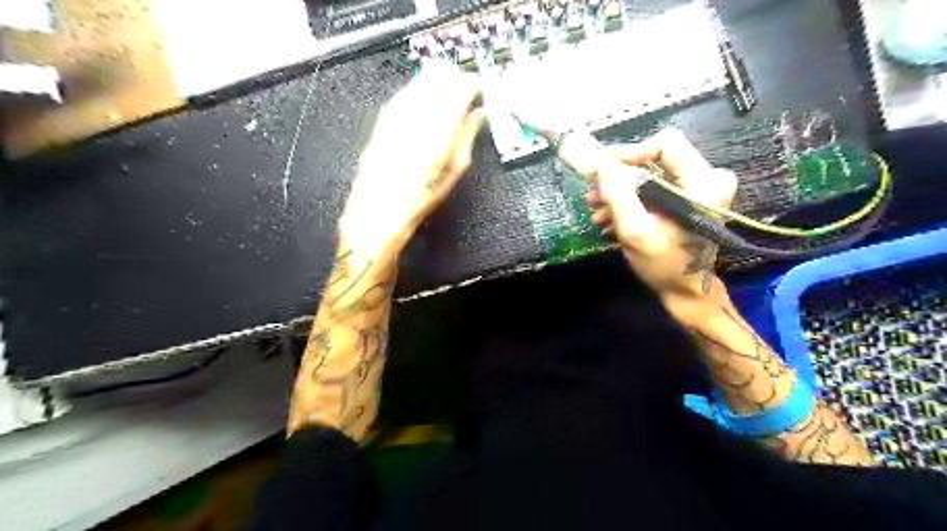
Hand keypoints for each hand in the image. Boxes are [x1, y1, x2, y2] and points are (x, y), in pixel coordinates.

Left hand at [339, 64, 484, 261]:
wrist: (380, 208)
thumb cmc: (421, 196)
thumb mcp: (454, 170)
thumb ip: (468, 136)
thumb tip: (477, 115)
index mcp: (441, 126)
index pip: (463, 85)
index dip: (475, 85)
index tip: (479, 92)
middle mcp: (417, 111)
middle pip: (438, 70)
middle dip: (453, 78)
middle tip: (461, 95)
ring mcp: (397, 111)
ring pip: (420, 77)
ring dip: (435, 85)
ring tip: (443, 108)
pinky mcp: (384, 117)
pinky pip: (406, 92)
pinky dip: (419, 95)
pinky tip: (424, 116)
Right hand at [586, 129, 739, 307]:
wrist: (685, 291)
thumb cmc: (664, 265)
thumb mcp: (635, 231)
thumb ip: (618, 195)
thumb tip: (601, 164)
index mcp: (703, 182)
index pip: (665, 144)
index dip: (629, 152)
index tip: (600, 168)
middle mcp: (706, 178)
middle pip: (655, 159)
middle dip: (619, 177)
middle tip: (592, 193)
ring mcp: (698, 189)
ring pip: (652, 174)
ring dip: (620, 191)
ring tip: (597, 211)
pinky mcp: (689, 199)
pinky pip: (656, 188)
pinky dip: (631, 200)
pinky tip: (611, 218)